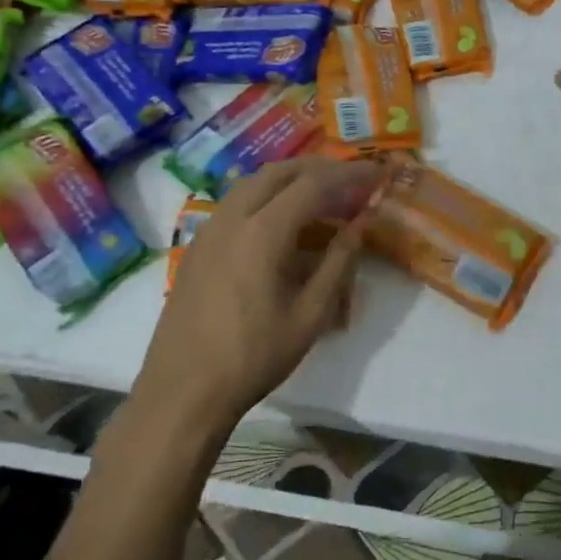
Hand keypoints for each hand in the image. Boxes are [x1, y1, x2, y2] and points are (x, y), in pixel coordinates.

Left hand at [134, 158, 385, 435]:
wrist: (183, 391)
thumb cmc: (254, 356)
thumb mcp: (311, 314)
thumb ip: (339, 261)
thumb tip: (361, 222)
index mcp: (263, 232)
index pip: (313, 184)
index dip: (349, 175)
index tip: (377, 174)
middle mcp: (232, 218)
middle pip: (280, 172)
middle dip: (320, 168)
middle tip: (352, 179)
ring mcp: (208, 230)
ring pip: (253, 182)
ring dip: (291, 178)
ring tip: (323, 193)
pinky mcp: (197, 245)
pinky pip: (236, 202)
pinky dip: (267, 195)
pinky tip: (283, 220)